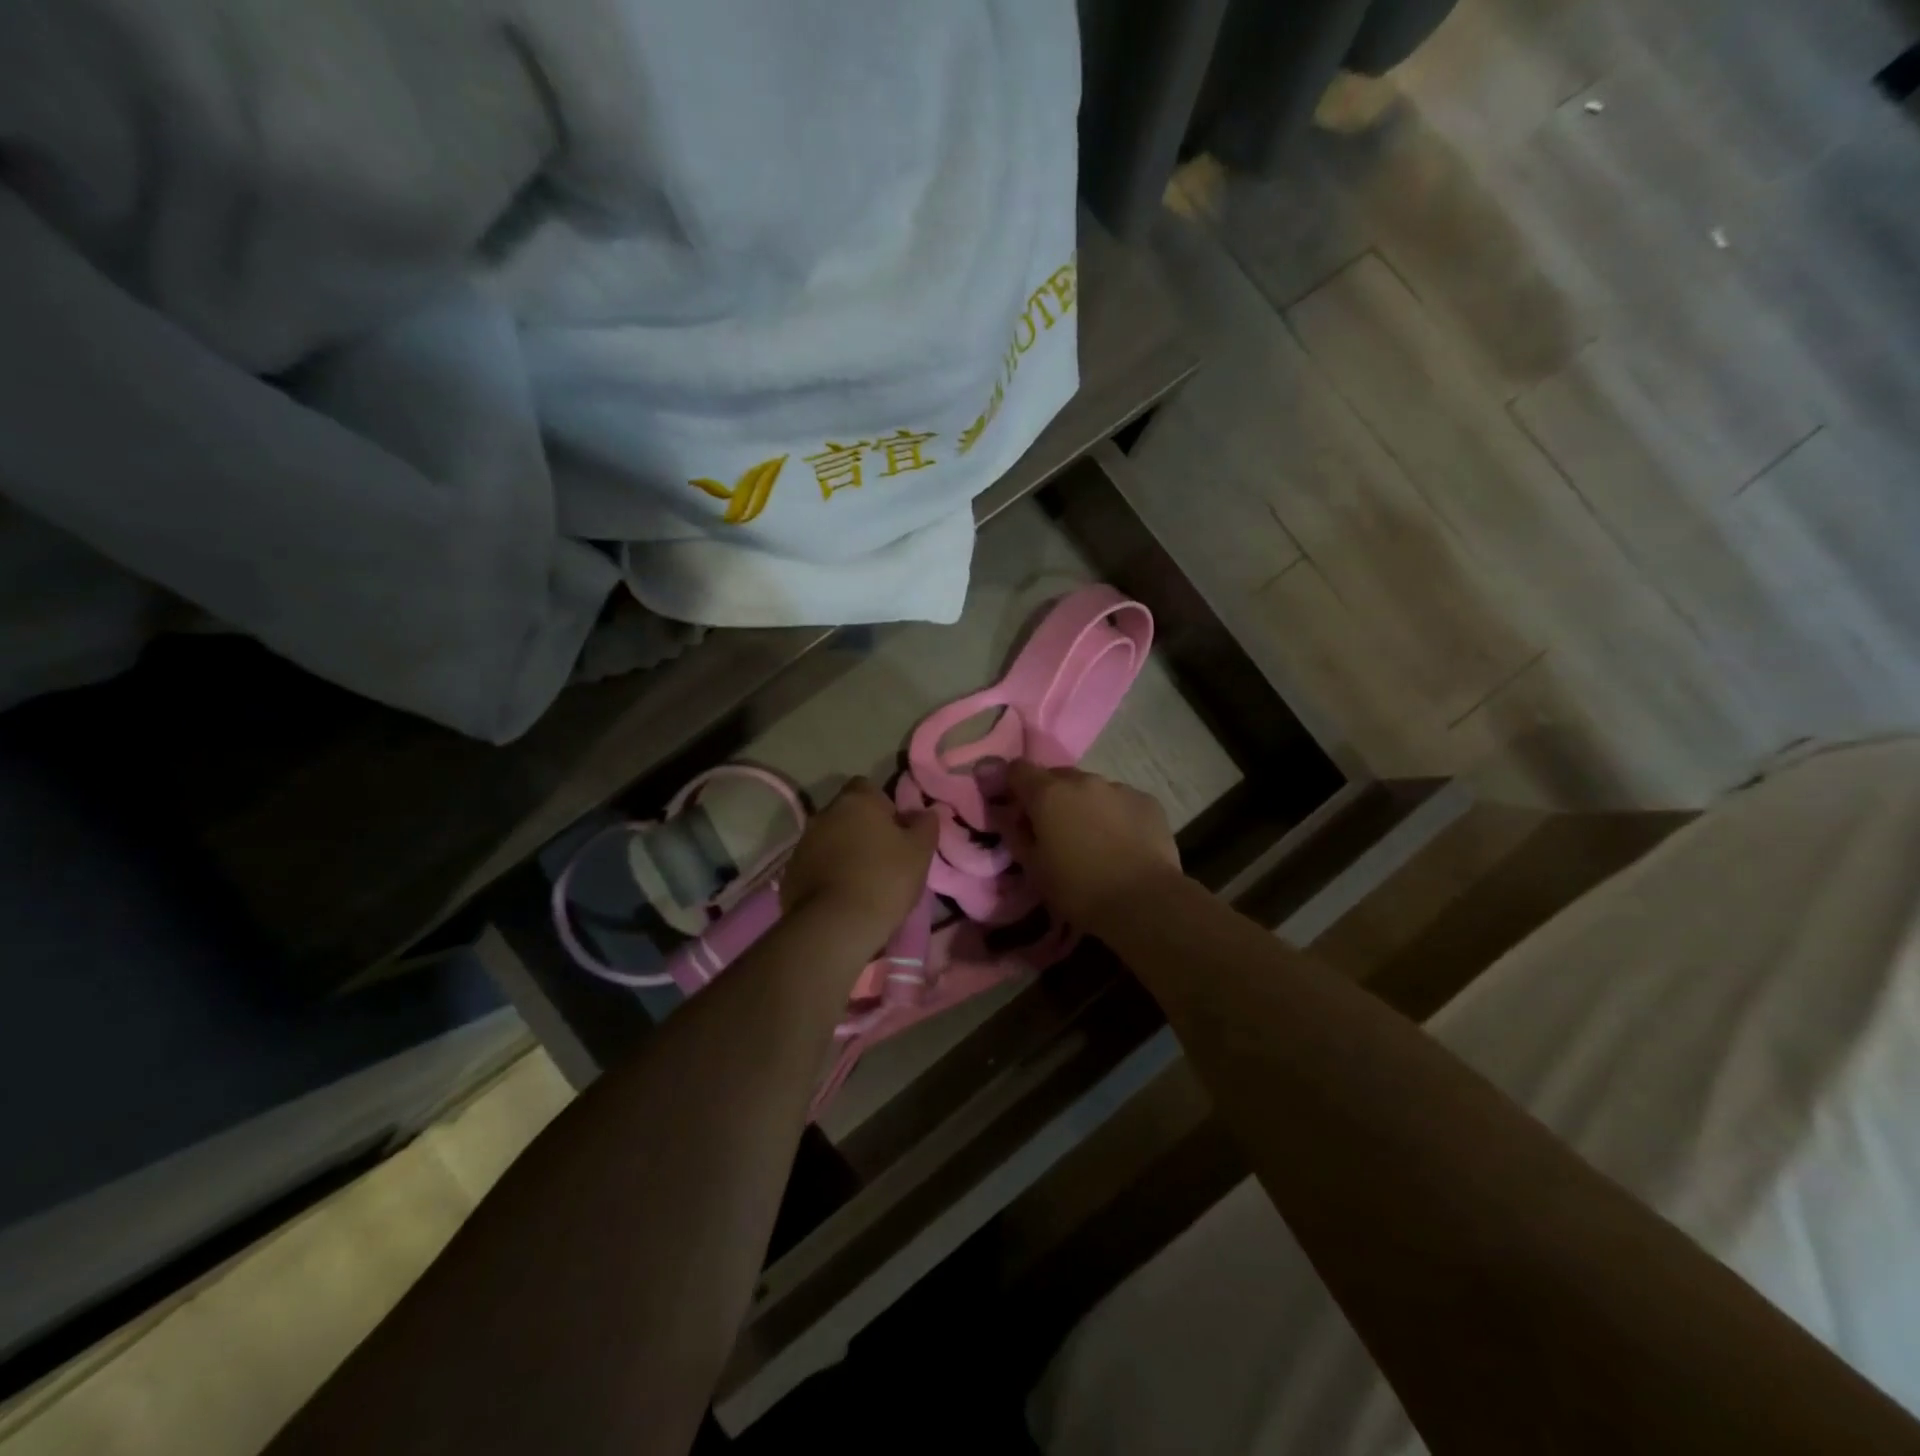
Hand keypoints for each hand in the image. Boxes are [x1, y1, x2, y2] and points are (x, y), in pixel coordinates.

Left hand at [780, 778, 936, 939]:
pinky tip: (842, 896)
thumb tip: (925, 812)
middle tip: (882, 857)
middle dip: (861, 828)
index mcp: (856, 800)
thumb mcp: (920, 851)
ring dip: (843, 851)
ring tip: (862, 880)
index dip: (883, 806)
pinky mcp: (790, 873)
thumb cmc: (885, 878)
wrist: (836, 925)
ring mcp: (803, 843)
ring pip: (829, 839)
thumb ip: (925, 825)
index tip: (896, 831)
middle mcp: (824, 813)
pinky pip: (815, 865)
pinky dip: (827, 873)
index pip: (868, 787)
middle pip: (846, 813)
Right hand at [1007, 761, 1180, 930]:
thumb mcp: (1033, 868)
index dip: (1011, 785)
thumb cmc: (1078, 889)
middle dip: (1050, 797)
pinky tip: (1122, 842)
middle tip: (1053, 829)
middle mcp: (1083, 780)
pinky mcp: (1147, 800)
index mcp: (1048, 793)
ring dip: (1084, 805)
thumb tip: (1008, 815)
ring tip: (1092, 838)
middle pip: (1057, 777)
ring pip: (1091, 789)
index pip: (1017, 769)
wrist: (1144, 902)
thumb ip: (1015, 833)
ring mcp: (1118, 787)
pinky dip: (1115, 814)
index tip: (1014, 807)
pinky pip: (1121, 801)